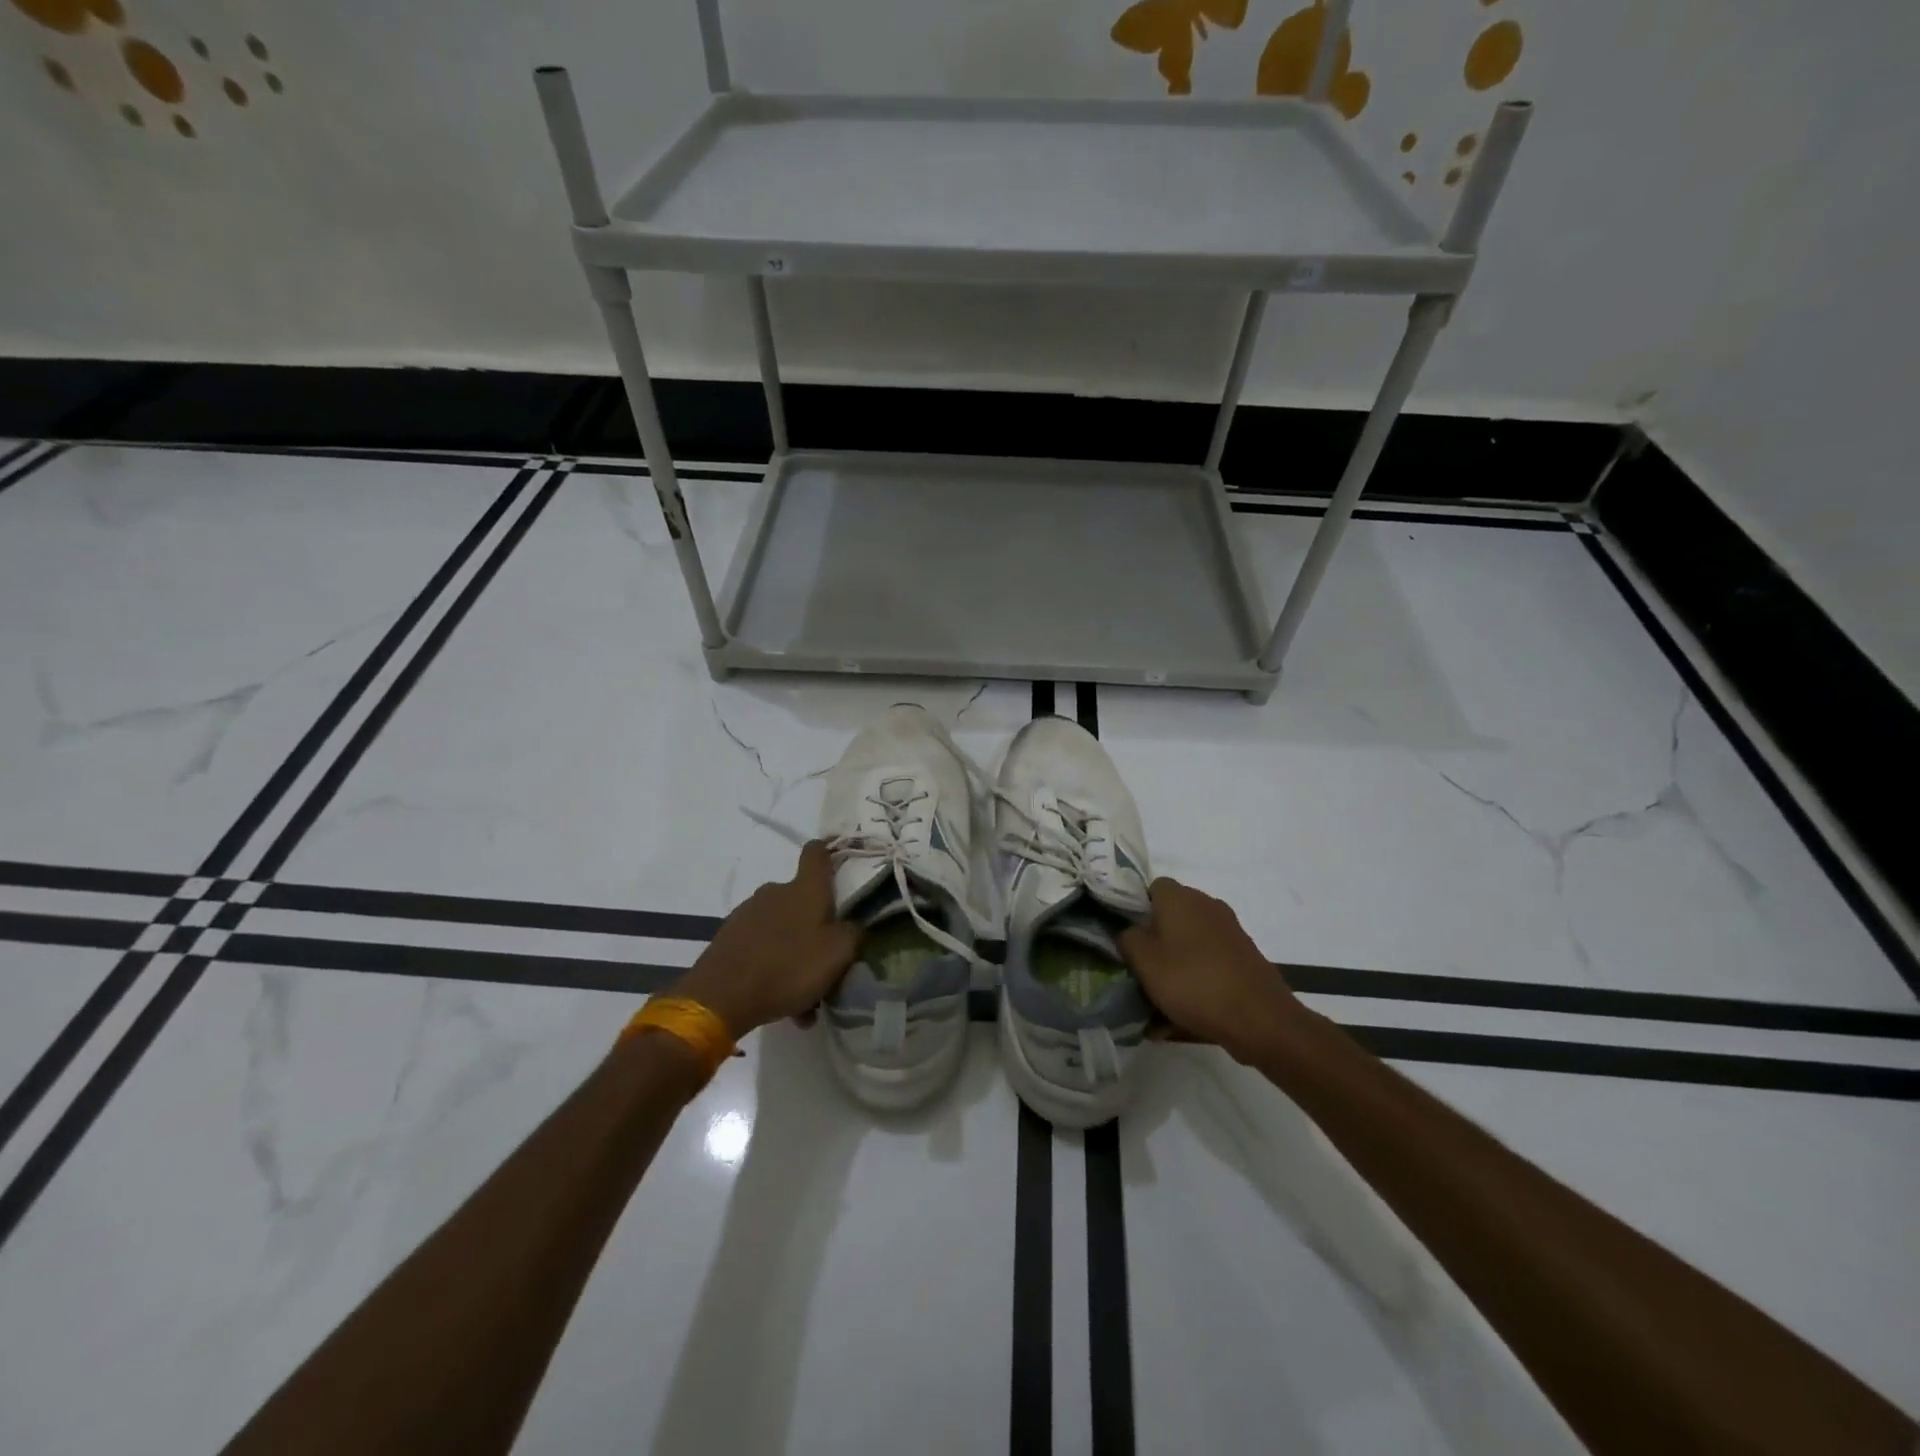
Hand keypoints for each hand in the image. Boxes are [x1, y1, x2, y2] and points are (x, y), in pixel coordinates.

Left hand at [669, 842, 859, 1039]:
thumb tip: (853, 925)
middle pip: (801, 898)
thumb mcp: (838, 954)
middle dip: (815, 924)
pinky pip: (762, 946)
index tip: (837, 860)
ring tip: (804, 992)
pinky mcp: (730, 936)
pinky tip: (781, 999)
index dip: (828, 851)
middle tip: (826, 958)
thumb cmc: (789, 967)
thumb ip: (853, 933)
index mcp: (805, 889)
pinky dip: (773, 965)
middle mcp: (775, 892)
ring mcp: (748, 912)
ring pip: (782, 927)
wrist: (721, 996)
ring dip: (794, 950)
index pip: (816, 853)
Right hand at [1118, 878, 1303, 1061]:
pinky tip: (1183, 1014)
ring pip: (1189, 943)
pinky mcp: (1244, 957)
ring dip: (1174, 965)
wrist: (1260, 1019)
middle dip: (1154, 940)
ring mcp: (1230, 931)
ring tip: (1158, 1000)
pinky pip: (1208, 964)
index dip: (1135, 908)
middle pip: (1171, 916)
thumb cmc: (1193, 982)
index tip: (1127, 936)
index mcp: (1181, 898)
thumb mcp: (1144, 961)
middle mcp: (1207, 905)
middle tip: (1139, 969)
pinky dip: (1195, 981)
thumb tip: (1129, 931)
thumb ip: (1127, 939)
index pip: (1150, 887)